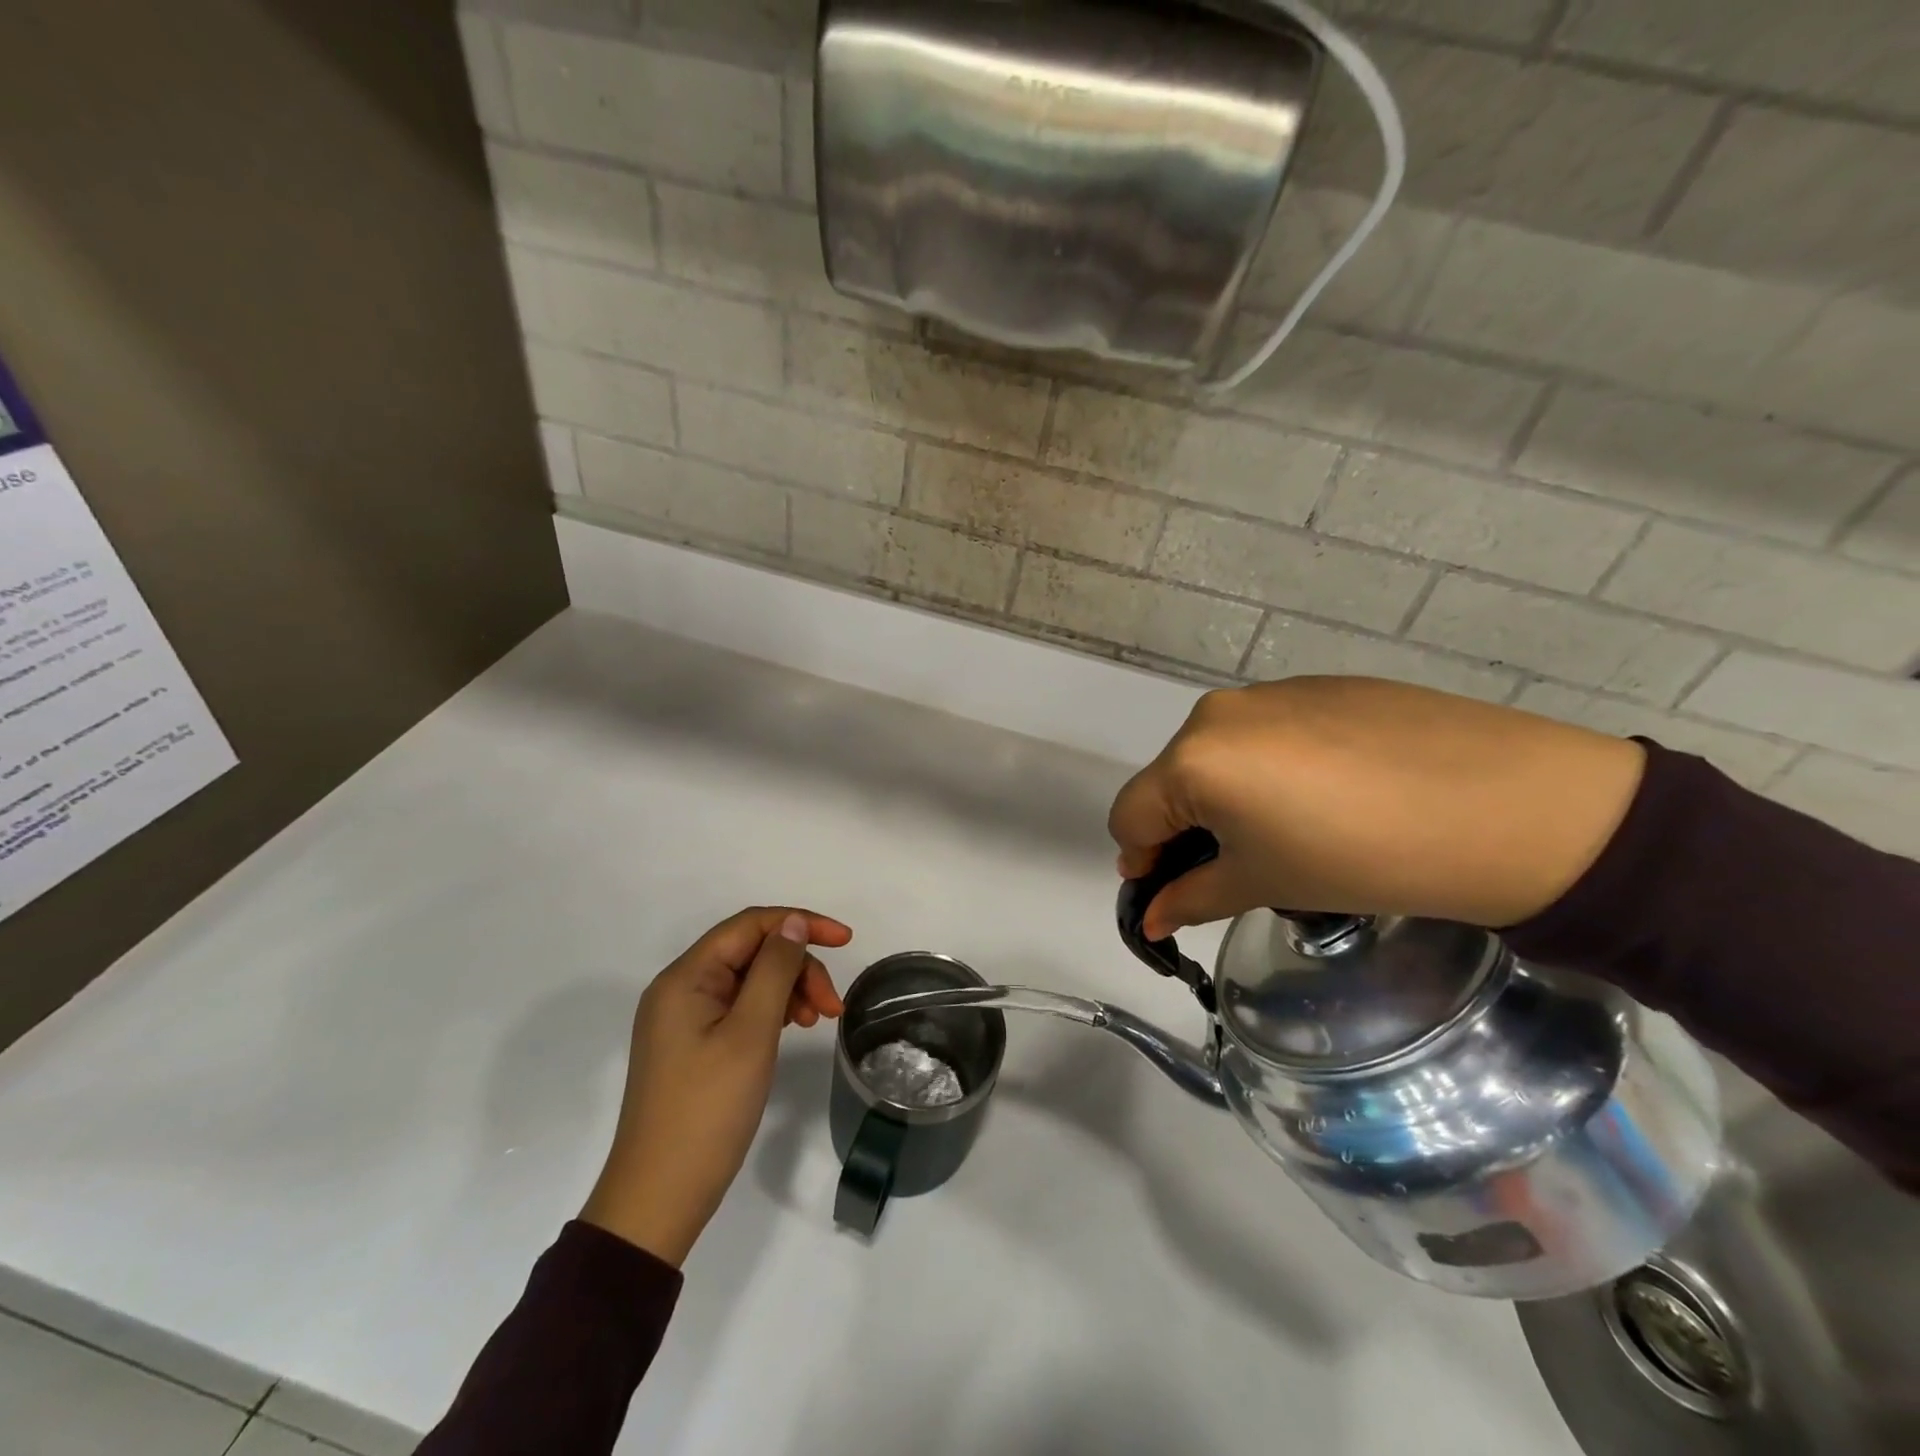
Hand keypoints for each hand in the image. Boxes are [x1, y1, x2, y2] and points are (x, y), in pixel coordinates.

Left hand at [581, 907, 851, 1266]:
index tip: (846, 940)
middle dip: (798, 967)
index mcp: (686, 977)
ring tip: (818, 1021)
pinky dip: (773, 1011)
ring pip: (750, 980)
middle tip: (833, 1006)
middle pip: (751, 952)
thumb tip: (793, 923)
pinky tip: (794, 1028)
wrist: (660, 1198)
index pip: (750, 925)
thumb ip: (774, 969)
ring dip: (790, 989)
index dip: (800, 923)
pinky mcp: (694, 1044)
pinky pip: (740, 1007)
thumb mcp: (750, 1033)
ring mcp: (685, 1018)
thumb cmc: (708, 1110)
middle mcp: (681, 988)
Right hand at [1109, 677, 1645, 935]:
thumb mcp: (1266, 884)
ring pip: (1221, 752)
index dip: (1141, 861)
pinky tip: (1334, 795)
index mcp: (1193, 759)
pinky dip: (1274, 767)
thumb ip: (1192, 898)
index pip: (1129, 815)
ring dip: (1230, 795)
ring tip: (1295, 829)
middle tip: (1239, 866)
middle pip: (1172, 779)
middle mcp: (1218, 712)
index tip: (1172, 891)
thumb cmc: (1363, 857)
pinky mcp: (1321, 685)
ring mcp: (1272, 692)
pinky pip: (1269, 732)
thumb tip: (1153, 917)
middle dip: (1186, 826)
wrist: (1510, 807)